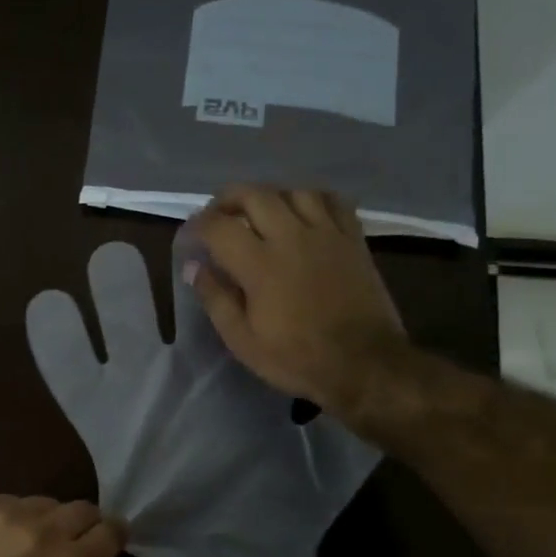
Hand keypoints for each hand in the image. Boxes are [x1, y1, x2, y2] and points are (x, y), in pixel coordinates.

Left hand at [0, 495, 124, 556]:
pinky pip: (11, 502)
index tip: (110, 541)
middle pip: (84, 508)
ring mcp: (12, 512)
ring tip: (31, 540)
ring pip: (46, 503)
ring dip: (47, 520)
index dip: (115, 535)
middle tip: (73, 541)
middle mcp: (48, 528)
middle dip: (85, 524)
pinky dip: (13, 519)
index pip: (112, 529)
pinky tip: (0, 540)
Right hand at [184, 184, 405, 427]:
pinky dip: (311, 198)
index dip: (197, 225)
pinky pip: (332, 201)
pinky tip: (303, 212)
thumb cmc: (297, 359)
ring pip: (294, 191)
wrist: (365, 365)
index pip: (219, 226)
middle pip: (254, 195)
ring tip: (261, 212)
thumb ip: (216, 299)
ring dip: (270, 196)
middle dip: (228, 199)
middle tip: (218, 215)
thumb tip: (194, 266)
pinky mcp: (353, 239)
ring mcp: (326, 234)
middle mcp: (292, 237)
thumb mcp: (243, 341)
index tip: (190, 235)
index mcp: (260, 264)